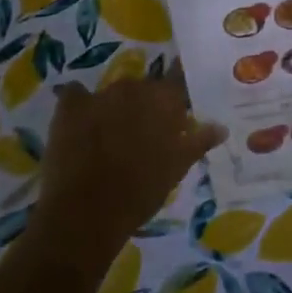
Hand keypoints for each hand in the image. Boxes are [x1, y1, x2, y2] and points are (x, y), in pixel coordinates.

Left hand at [33, 68, 226, 280]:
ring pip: (112, 94)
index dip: (176, 91)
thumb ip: (200, 142)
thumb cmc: (142, 191)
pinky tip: (80, 124)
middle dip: (144, 105)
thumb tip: (222, 127)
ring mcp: (99, 95)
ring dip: (115, 108)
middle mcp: (134, 87)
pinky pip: (76, 95)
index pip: (177, 79)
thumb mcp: (178, 168)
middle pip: (143, 87)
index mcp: (163, 99)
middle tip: (144, 133)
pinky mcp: (69, 107)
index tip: (175, 104)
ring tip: (111, 136)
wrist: (87, 213)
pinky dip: (79, 105)